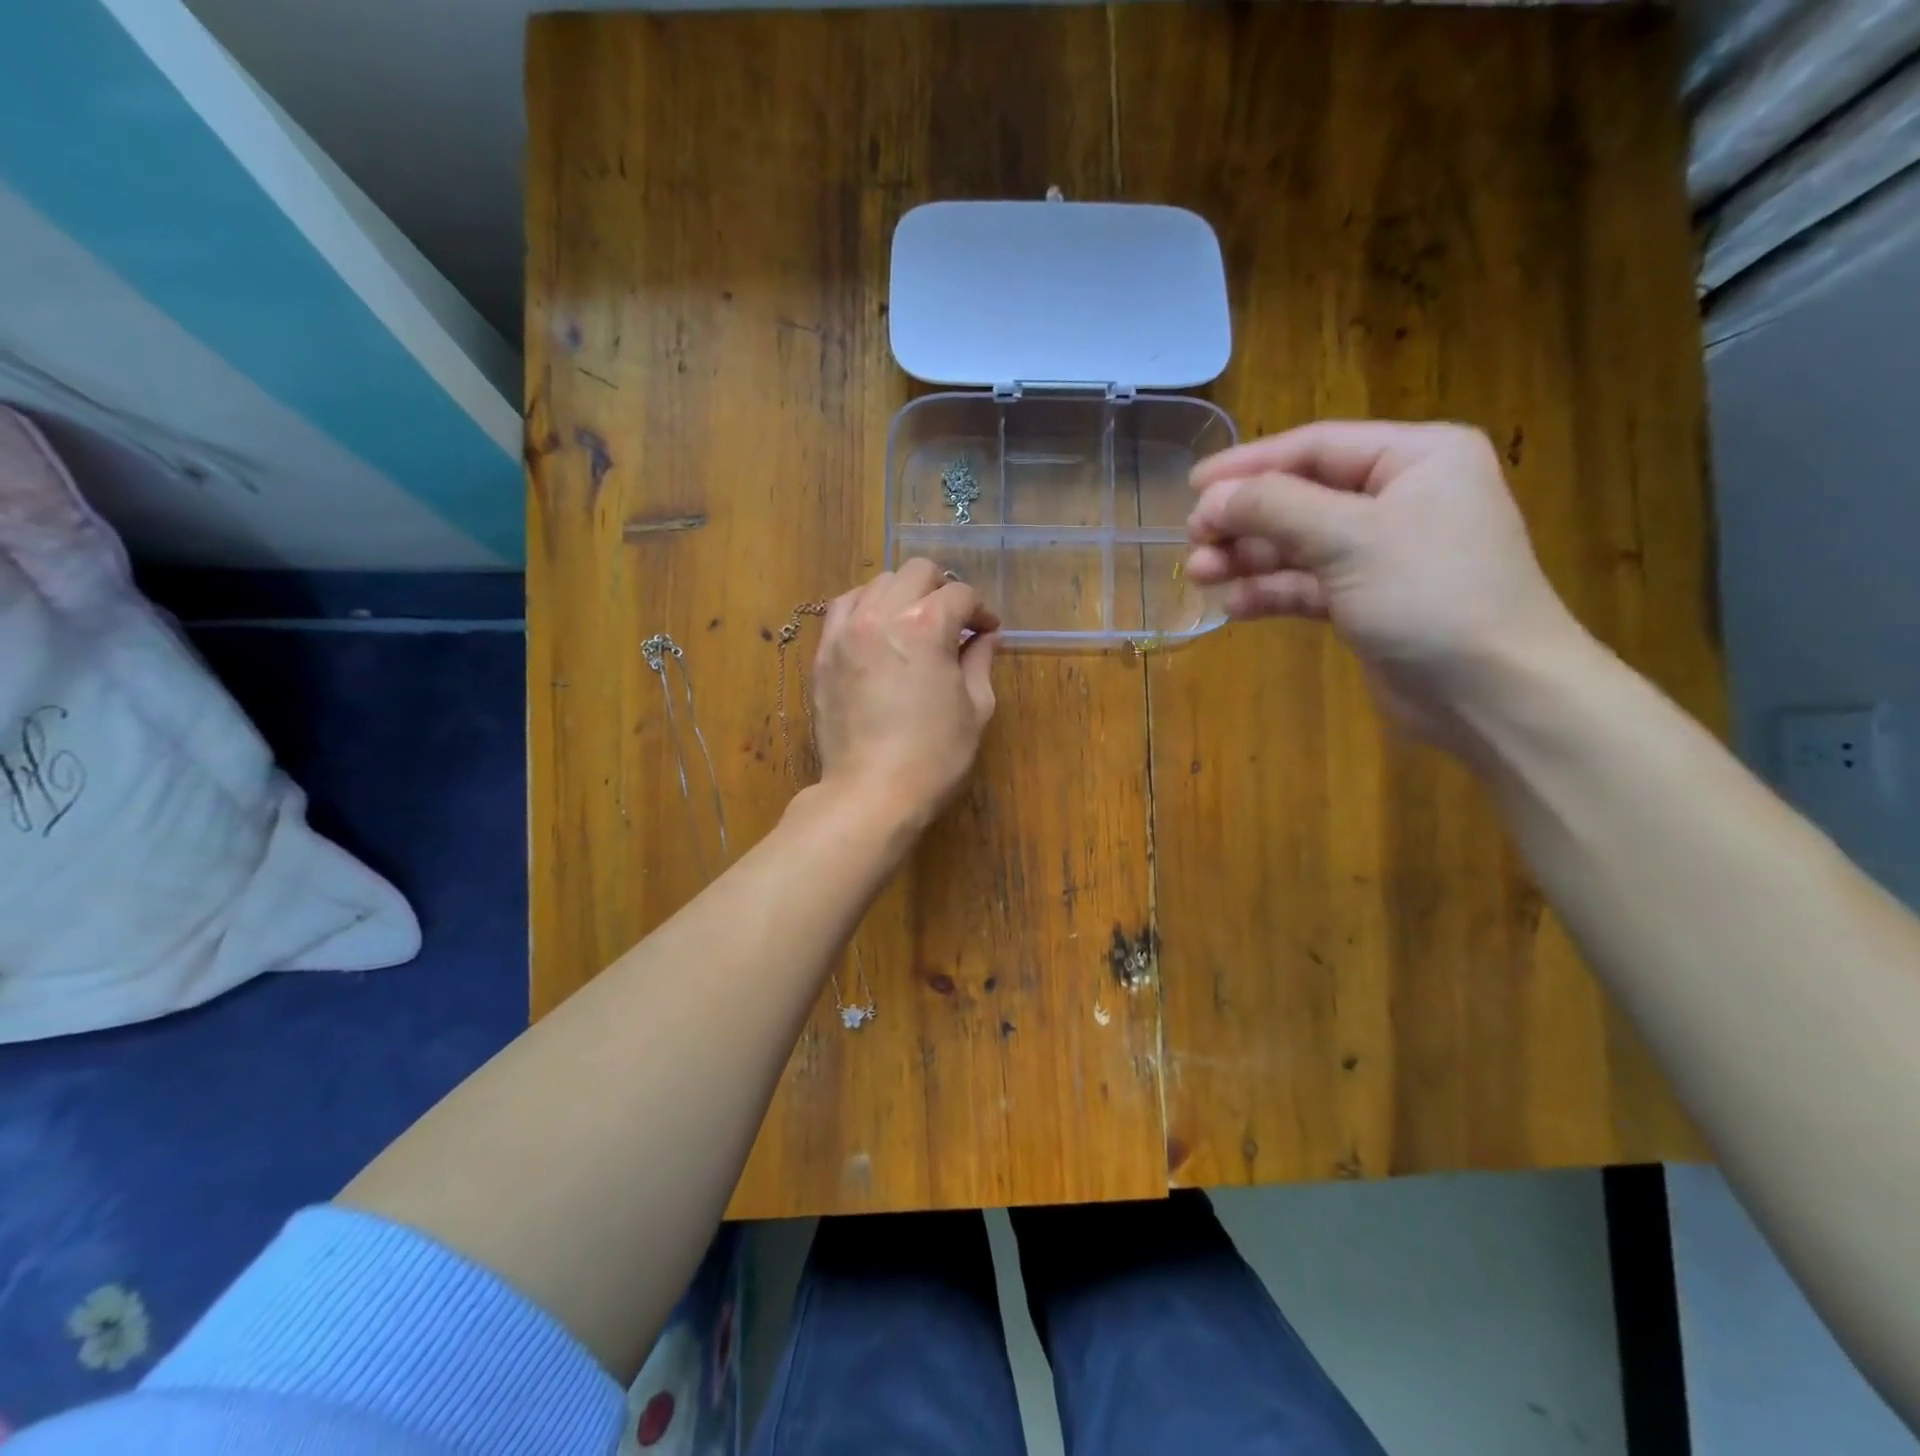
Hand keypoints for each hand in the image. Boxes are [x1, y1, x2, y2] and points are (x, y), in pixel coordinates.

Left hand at [809, 558, 1000, 829]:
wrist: (871, 792)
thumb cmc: (934, 756)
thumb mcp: (975, 708)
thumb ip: (980, 661)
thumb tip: (986, 637)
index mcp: (926, 626)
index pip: (960, 595)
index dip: (980, 610)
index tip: (987, 630)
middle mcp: (882, 615)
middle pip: (916, 573)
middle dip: (942, 589)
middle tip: (954, 621)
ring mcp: (846, 631)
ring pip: (877, 583)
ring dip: (903, 594)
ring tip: (914, 622)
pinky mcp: (824, 653)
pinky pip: (843, 607)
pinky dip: (866, 607)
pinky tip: (878, 629)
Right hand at [1186, 421, 1587, 739]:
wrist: (1491, 693)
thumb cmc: (1432, 595)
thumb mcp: (1350, 538)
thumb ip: (1275, 508)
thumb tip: (1210, 496)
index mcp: (1415, 458)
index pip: (1316, 447)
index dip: (1249, 464)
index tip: (1192, 486)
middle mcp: (1400, 497)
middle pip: (1301, 496)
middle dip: (1245, 519)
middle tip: (1193, 540)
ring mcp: (1383, 553)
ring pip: (1298, 544)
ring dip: (1249, 557)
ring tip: (1200, 574)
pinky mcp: (1368, 601)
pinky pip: (1308, 585)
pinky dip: (1271, 592)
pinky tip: (1235, 606)